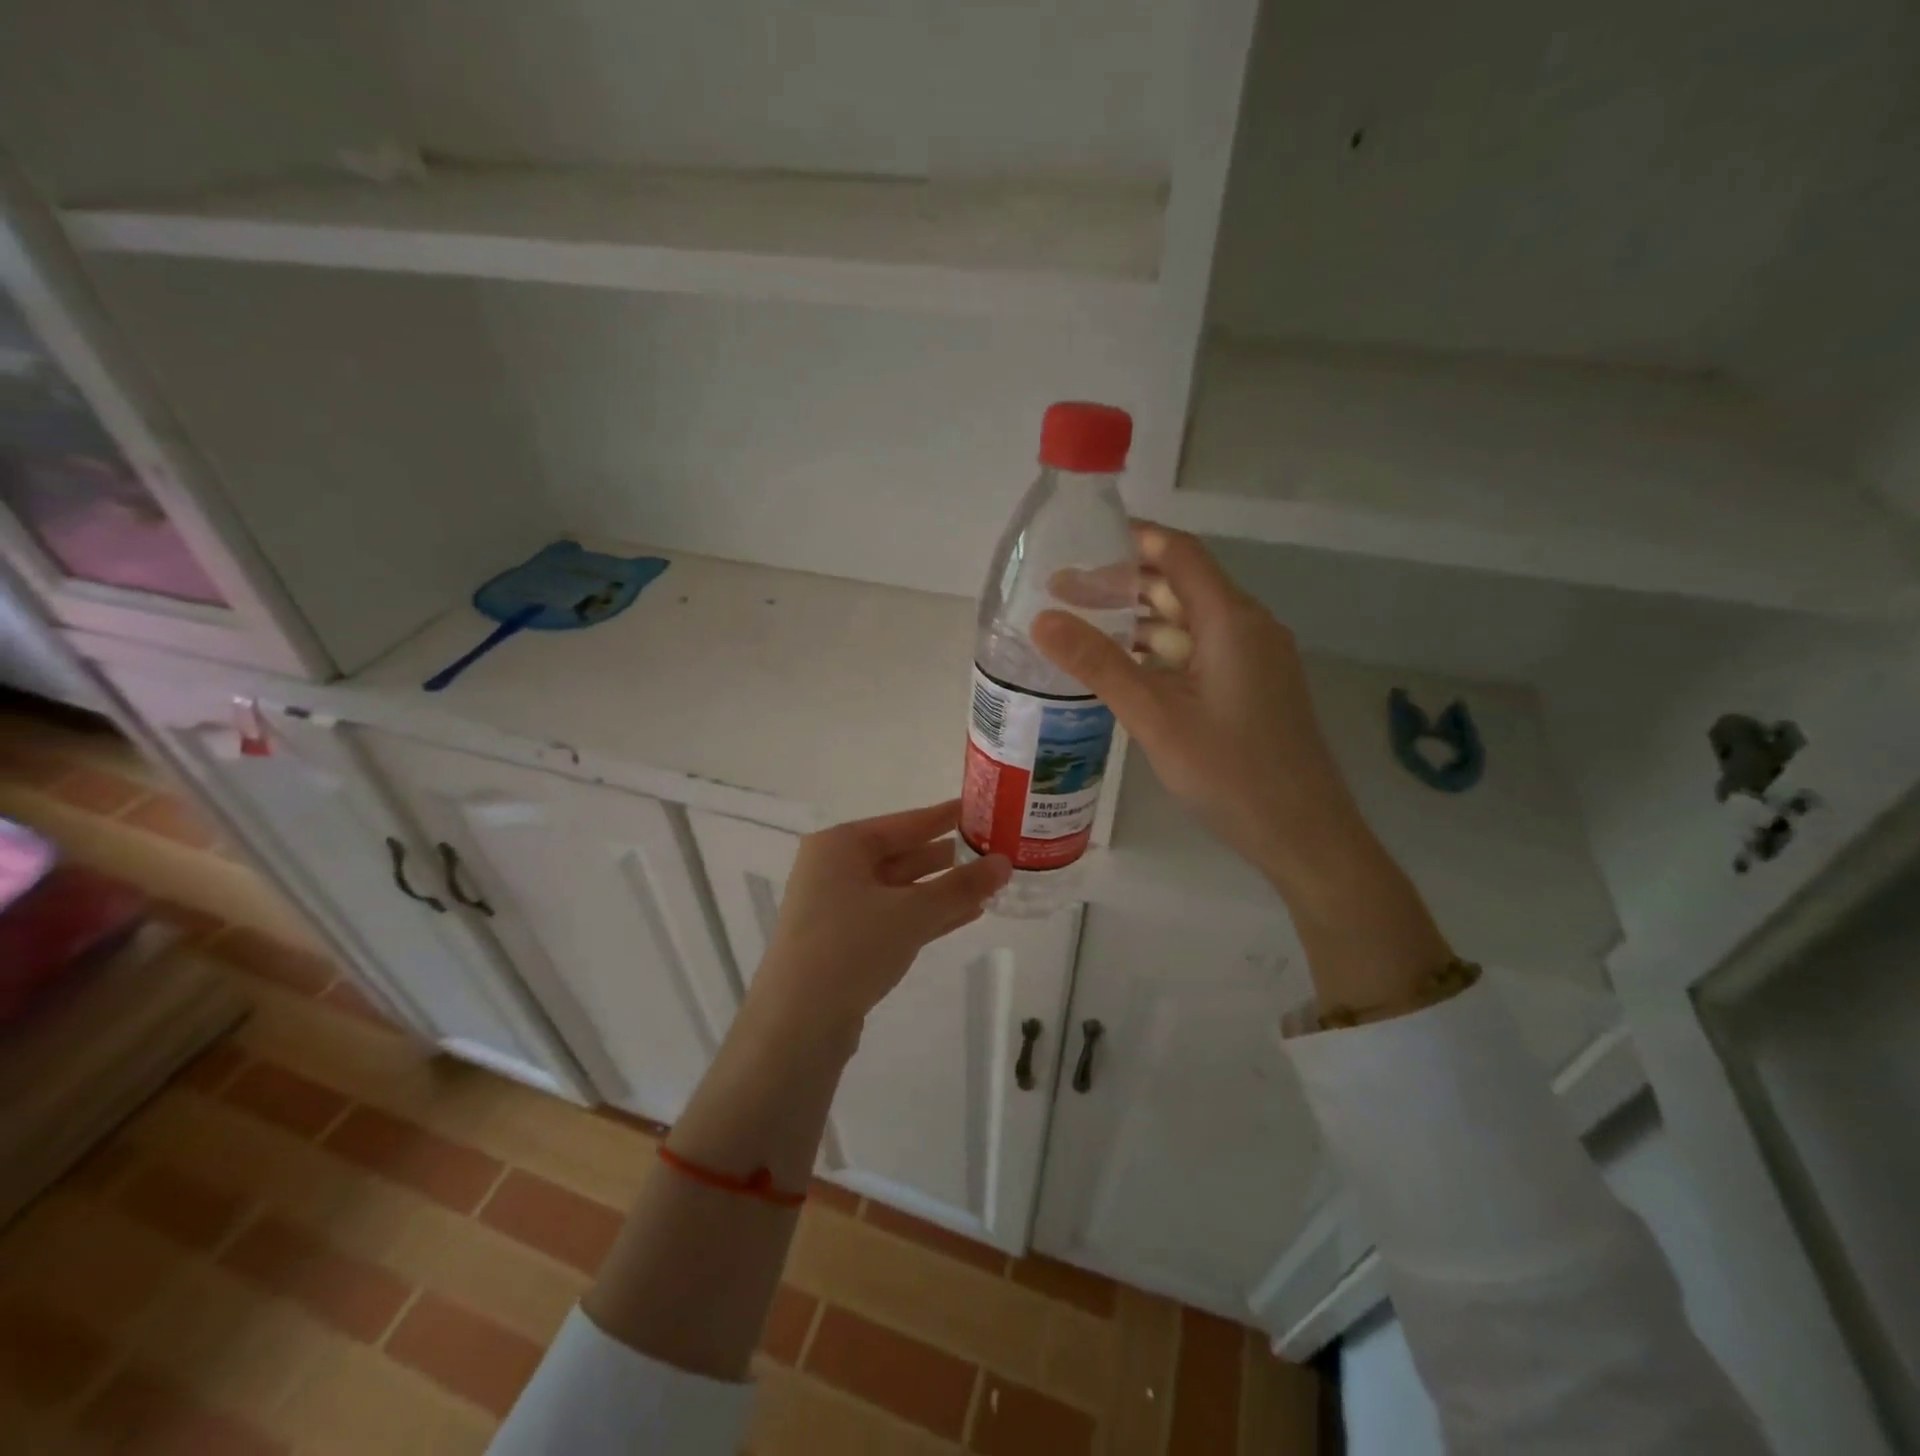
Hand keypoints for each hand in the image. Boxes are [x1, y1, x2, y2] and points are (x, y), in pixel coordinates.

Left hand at [744, 801, 1010, 1050]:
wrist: (797, 1025)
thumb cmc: (851, 947)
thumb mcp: (912, 912)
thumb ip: (960, 886)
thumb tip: (1005, 862)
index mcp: (841, 845)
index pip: (905, 822)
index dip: (945, 817)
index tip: (981, 809)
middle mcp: (835, 869)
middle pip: (902, 855)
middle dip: (948, 858)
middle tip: (994, 850)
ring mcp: (837, 908)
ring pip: (901, 890)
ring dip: (943, 890)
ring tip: (990, 885)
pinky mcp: (844, 942)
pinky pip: (894, 917)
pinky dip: (927, 915)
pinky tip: (967, 914)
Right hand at [1032, 524, 1373, 903]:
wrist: (1303, 834)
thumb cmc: (1230, 772)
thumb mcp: (1155, 717)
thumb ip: (1099, 665)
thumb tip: (1041, 619)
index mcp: (1231, 620)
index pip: (1178, 554)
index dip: (1131, 540)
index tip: (1079, 542)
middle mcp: (1247, 628)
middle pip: (1180, 587)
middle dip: (1122, 586)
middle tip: (1061, 594)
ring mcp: (1252, 660)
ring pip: (1187, 624)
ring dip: (1138, 622)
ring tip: (1079, 628)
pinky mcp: (1250, 688)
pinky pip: (1198, 654)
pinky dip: (1158, 653)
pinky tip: (1122, 669)